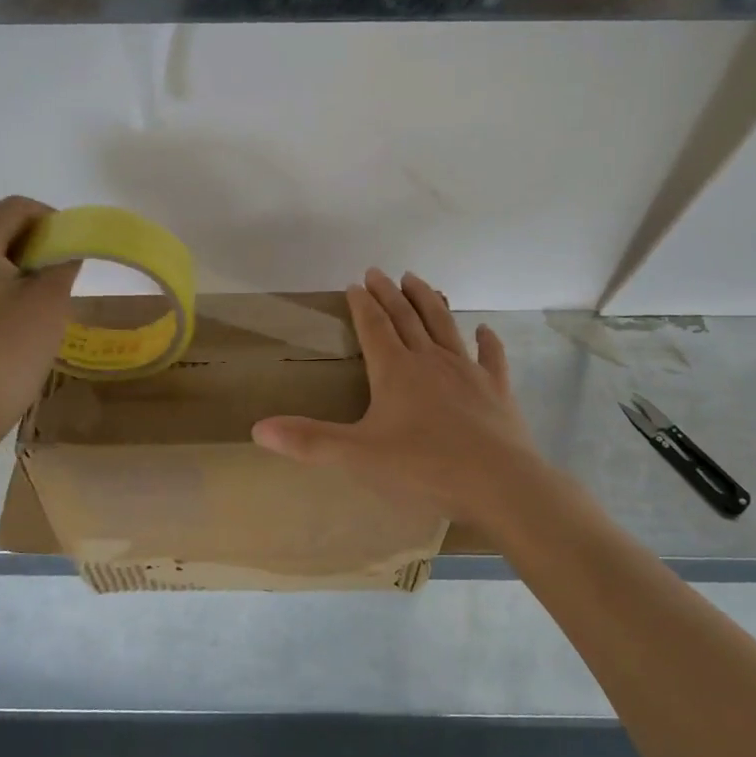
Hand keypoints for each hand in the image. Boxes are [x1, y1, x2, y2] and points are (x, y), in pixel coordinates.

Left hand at [0, 197, 78, 427]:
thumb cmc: (7, 352)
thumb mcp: (49, 302)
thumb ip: (64, 263)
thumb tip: (67, 250)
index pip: (16, 208)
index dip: (53, 219)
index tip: (75, 252)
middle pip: (2, 229)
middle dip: (40, 245)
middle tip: (66, 278)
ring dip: (26, 268)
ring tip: (48, 303)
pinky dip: (8, 288)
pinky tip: (24, 320)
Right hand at [251, 268, 549, 523]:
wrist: (498, 483)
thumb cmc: (423, 467)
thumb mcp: (357, 456)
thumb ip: (309, 441)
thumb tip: (257, 428)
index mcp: (395, 371)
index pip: (374, 327)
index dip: (362, 304)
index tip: (355, 284)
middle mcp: (431, 361)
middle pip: (407, 318)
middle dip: (390, 293)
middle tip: (379, 272)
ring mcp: (467, 372)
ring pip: (445, 326)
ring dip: (430, 301)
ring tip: (418, 280)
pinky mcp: (496, 390)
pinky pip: (491, 357)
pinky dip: (487, 341)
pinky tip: (485, 329)